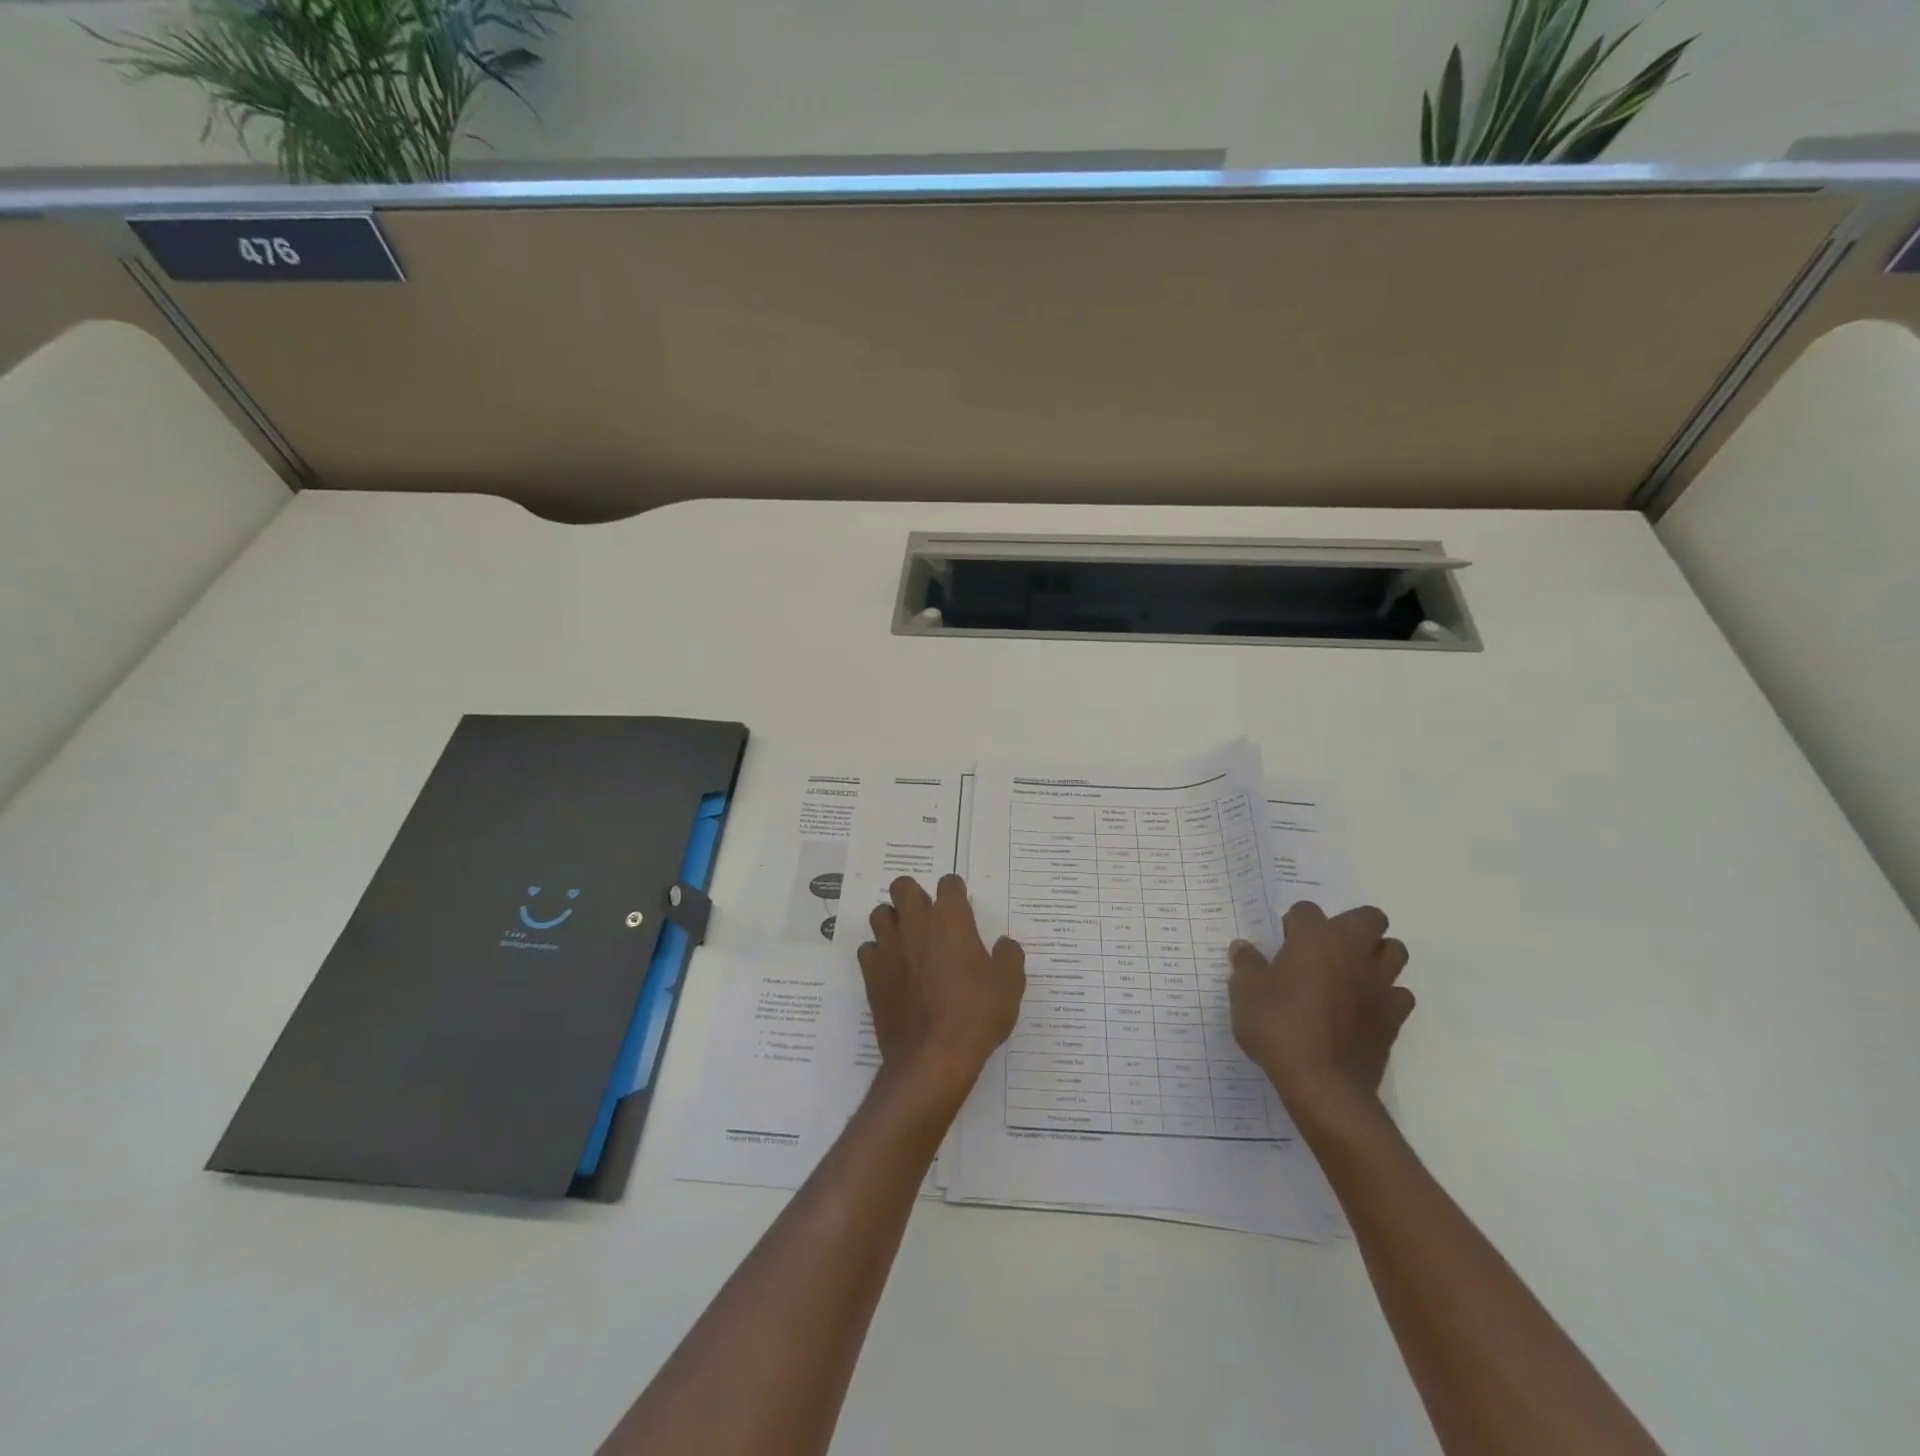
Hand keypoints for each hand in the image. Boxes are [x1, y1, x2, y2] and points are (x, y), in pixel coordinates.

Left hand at [856, 875, 1026, 1100]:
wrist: (934, 1056)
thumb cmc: (977, 1014)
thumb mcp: (1010, 985)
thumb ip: (1009, 956)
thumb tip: (1004, 944)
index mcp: (951, 919)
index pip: (948, 884)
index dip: (956, 891)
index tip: (962, 906)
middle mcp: (915, 924)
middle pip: (903, 887)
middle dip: (914, 894)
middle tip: (929, 917)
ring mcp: (889, 948)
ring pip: (880, 914)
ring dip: (893, 920)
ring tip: (907, 940)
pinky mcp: (871, 974)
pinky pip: (868, 950)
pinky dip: (878, 953)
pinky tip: (892, 968)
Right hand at [1229, 902, 1412, 1122]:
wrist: (1323, 1084)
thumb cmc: (1278, 1028)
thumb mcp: (1244, 993)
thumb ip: (1246, 965)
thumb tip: (1243, 947)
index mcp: (1314, 939)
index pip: (1306, 910)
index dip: (1294, 923)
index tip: (1283, 944)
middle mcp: (1352, 951)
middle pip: (1369, 917)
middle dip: (1351, 926)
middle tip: (1325, 949)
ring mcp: (1379, 984)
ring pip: (1394, 950)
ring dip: (1376, 955)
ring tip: (1350, 973)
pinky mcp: (1394, 1017)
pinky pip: (1400, 994)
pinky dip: (1386, 995)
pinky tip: (1365, 1008)